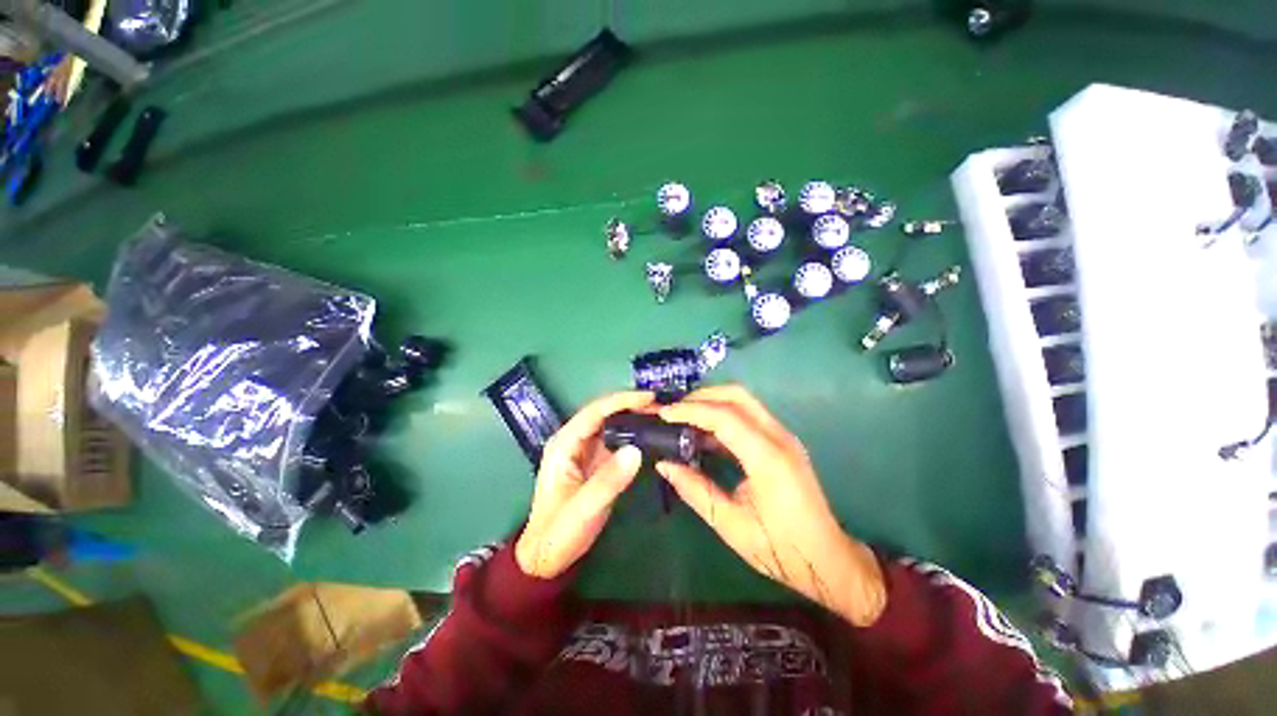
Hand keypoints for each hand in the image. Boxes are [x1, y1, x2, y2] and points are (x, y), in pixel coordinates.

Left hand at [515, 391, 653, 578]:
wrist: (547, 557)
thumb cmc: (559, 533)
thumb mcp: (583, 509)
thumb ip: (609, 480)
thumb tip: (637, 450)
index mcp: (563, 444)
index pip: (594, 411)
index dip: (622, 400)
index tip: (649, 398)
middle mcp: (573, 440)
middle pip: (604, 412)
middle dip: (631, 405)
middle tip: (661, 407)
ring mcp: (585, 450)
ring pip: (612, 424)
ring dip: (634, 417)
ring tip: (660, 415)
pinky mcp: (596, 461)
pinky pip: (616, 440)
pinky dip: (633, 434)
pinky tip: (650, 434)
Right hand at [657, 386, 886, 625]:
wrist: (827, 558)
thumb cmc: (780, 549)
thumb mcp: (730, 525)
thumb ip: (695, 490)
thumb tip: (664, 464)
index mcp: (768, 458)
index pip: (725, 416)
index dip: (691, 410)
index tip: (664, 414)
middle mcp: (779, 437)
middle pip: (737, 396)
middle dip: (701, 397)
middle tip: (673, 411)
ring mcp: (783, 436)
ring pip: (743, 400)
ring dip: (712, 401)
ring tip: (683, 417)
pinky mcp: (781, 440)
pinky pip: (748, 414)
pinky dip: (723, 414)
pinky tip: (704, 431)